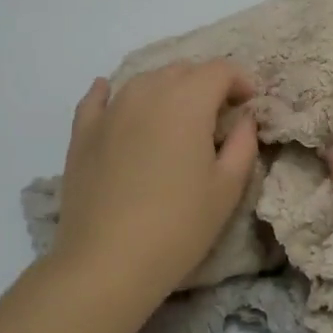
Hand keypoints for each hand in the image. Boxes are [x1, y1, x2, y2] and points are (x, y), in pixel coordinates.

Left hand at [52, 60, 259, 295]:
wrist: (107, 262)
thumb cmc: (178, 226)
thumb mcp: (227, 188)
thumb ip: (242, 143)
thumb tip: (243, 118)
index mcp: (187, 101)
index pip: (219, 70)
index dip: (240, 80)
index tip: (249, 102)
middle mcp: (147, 93)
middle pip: (182, 70)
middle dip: (205, 84)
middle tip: (218, 114)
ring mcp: (110, 110)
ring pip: (144, 80)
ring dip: (167, 89)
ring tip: (177, 117)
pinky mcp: (82, 132)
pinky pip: (98, 98)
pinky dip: (112, 93)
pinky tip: (114, 97)